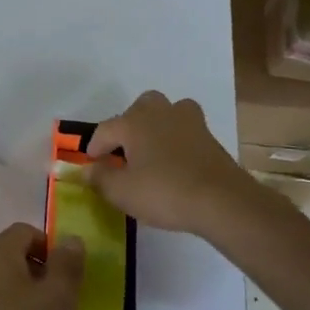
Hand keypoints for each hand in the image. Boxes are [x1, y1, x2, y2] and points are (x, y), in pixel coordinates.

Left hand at [0, 223, 84, 309]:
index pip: (26, 231)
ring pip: (1, 280)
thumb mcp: (58, 297)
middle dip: (38, 272)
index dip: (50, 248)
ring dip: (23, 293)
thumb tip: (70, 240)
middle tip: (58, 301)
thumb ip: (67, 264)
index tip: (65, 277)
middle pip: (12, 255)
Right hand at [85, 90, 256, 237]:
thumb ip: (99, 178)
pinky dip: (177, 139)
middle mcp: (159, 113)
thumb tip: (87, 169)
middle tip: (123, 152)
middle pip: (138, 108)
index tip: (91, 164)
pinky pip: (186, 129)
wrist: (222, 201)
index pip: (105, 129)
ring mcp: (188, 121)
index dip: (95, 147)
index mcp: (134, 122)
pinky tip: (176, 161)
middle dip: (128, 126)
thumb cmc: (165, 192)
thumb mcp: (122, 192)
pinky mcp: (209, 137)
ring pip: (167, 111)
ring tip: (152, 149)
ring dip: (156, 124)